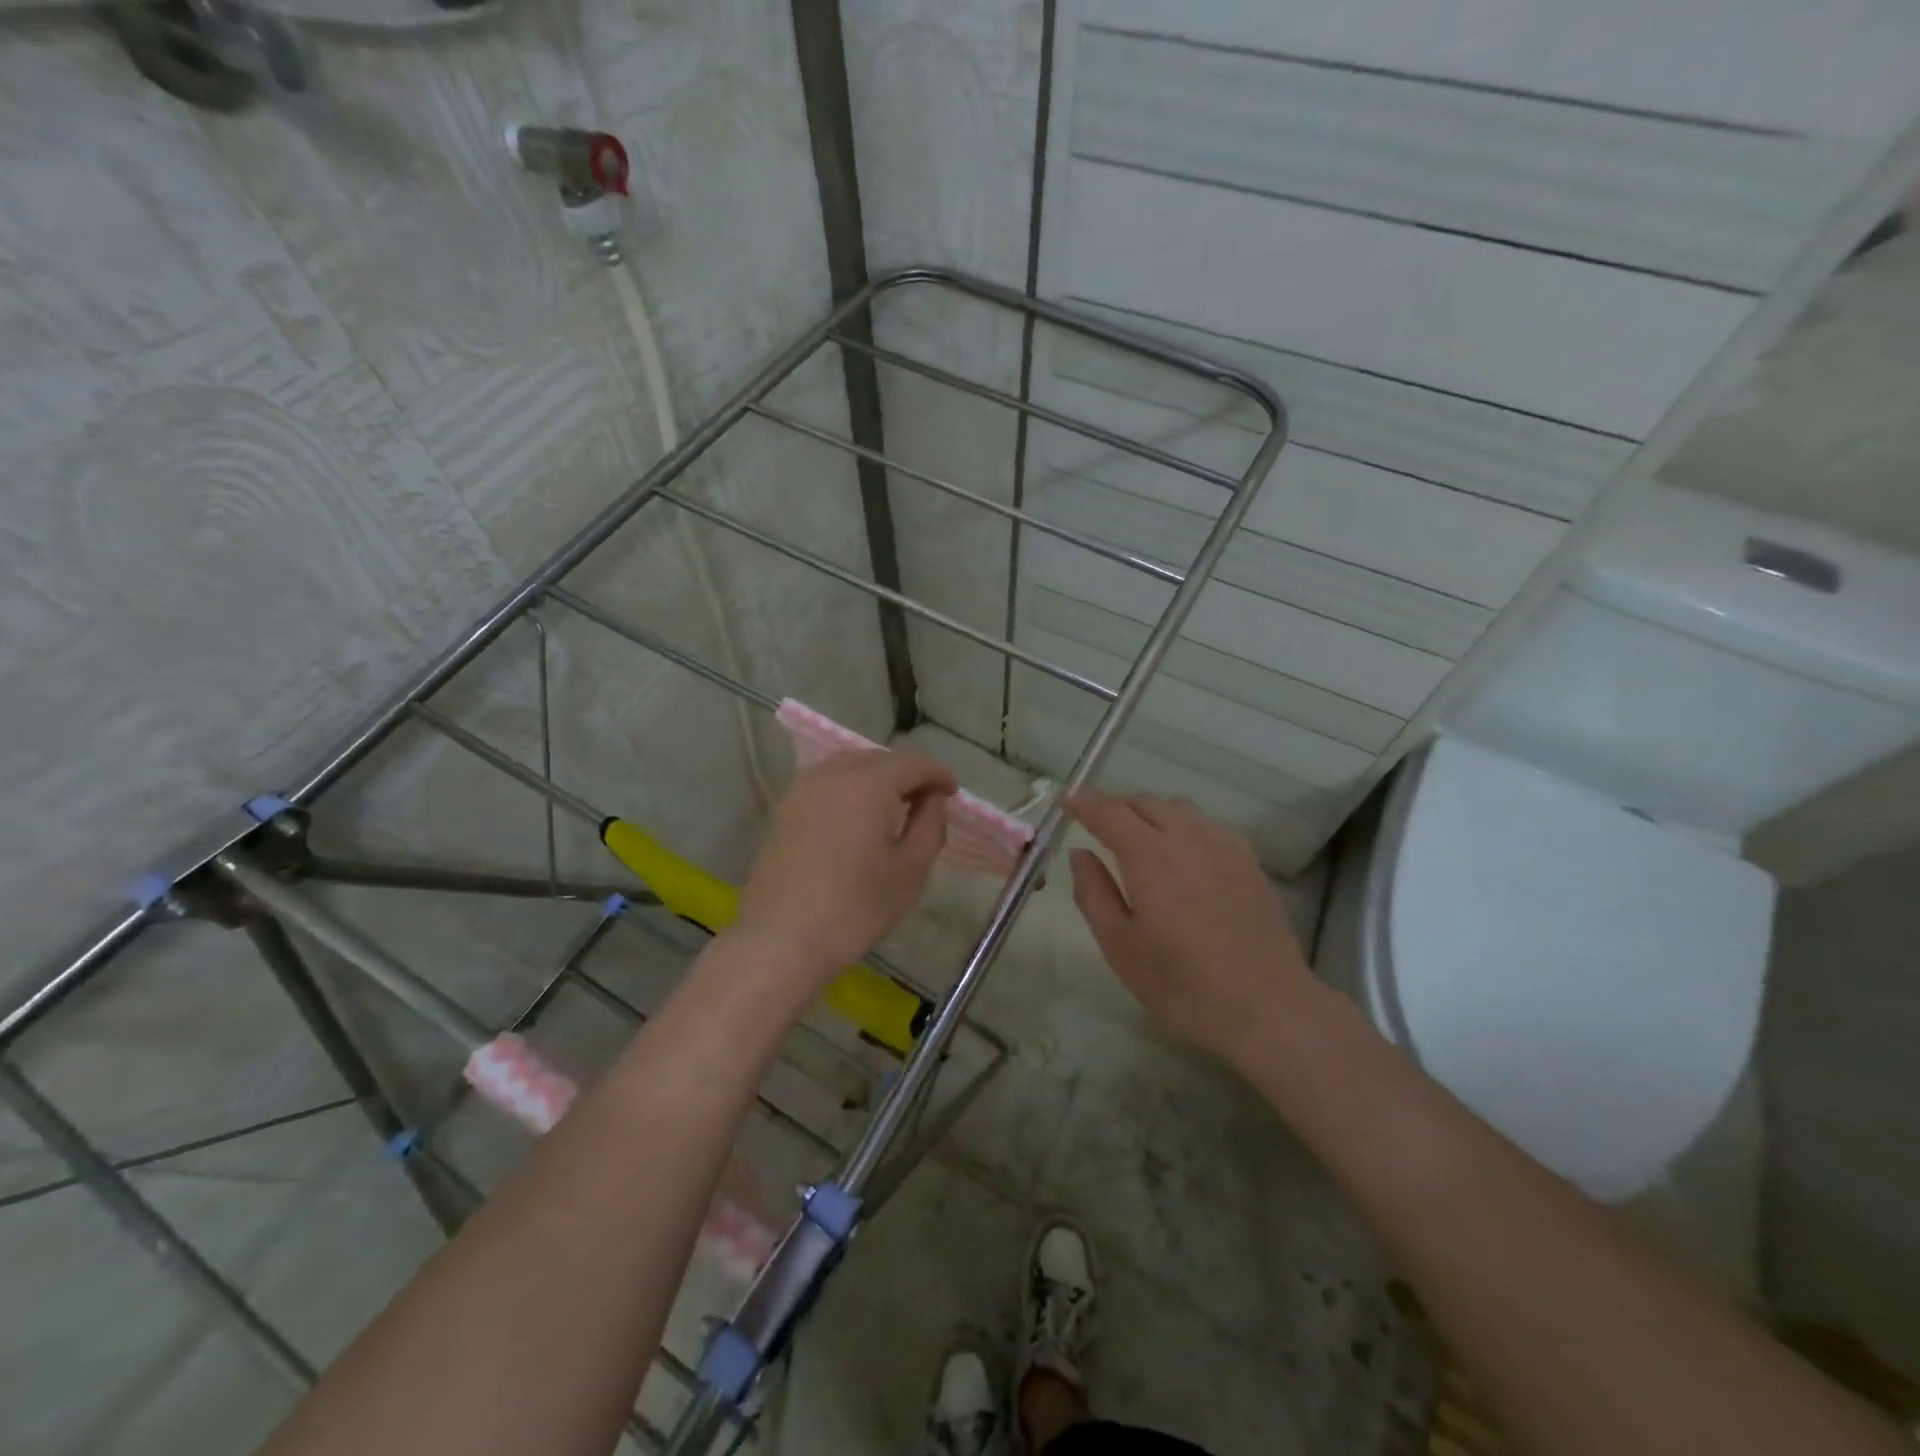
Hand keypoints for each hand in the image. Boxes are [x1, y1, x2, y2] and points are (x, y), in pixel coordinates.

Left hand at [735, 749, 956, 984]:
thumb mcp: (910, 871)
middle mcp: (833, 775)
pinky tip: (855, 818)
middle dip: (906, 774)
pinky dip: (848, 789)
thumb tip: (932, 800)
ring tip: (890, 808)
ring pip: (848, 766)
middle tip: (924, 803)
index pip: (911, 762)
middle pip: (878, 758)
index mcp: (868, 784)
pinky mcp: (783, 809)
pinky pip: (825, 783)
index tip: (951, 794)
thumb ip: (930, 826)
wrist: (780, 940)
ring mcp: (802, 789)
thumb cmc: (854, 908)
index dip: (937, 773)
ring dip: (875, 778)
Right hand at [1066, 792, 1315, 1066]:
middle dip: (1114, 807)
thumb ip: (1093, 893)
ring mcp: (1224, 846)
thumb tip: (1080, 854)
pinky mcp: (1248, 861)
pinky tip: (1183, 853)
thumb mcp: (1120, 948)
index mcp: (1150, 858)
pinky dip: (1184, 825)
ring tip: (1138, 839)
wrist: (1268, 1009)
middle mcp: (1187, 839)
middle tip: (1096, 828)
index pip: (1110, 811)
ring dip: (1150, 813)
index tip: (1065, 802)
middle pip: (1144, 802)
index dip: (1083, 802)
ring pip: (1178, 807)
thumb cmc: (1183, 986)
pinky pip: (1208, 824)